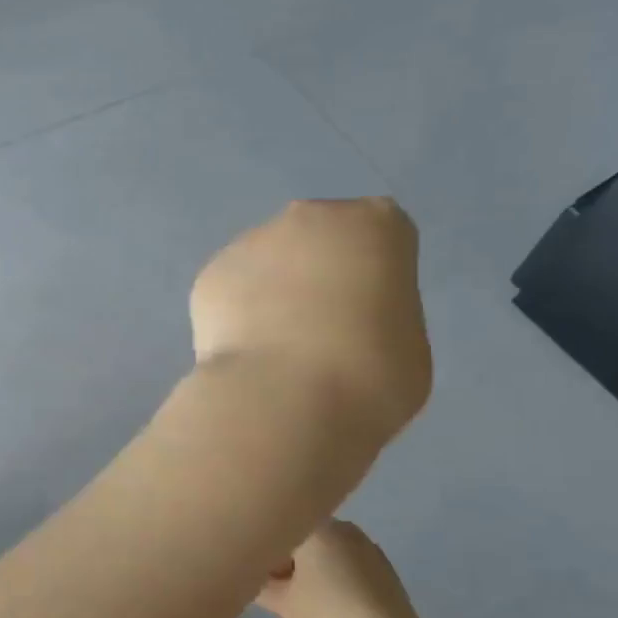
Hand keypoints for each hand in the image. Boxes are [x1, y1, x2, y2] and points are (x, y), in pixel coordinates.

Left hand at [191, 199, 430, 440]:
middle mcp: (309, 219)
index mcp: (375, 225)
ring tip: (275, 352)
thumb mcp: (407, 345)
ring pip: (267, 263)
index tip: (369, 315)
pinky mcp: (209, 275)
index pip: (380, 237)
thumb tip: (347, 322)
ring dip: (271, 293)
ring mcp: (251, 242)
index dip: (373, 278)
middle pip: (317, 239)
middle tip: (320, 331)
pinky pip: (231, 292)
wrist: (283, 398)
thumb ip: (379, 315)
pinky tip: (244, 356)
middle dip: (316, 274)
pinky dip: (235, 316)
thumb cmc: (370, 375)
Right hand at [258, 521, 440, 617]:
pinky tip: (333, 603)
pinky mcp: (382, 565)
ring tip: (304, 599)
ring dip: (309, 567)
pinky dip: (332, 574)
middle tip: (276, 590)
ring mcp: (365, 544)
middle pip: (299, 536)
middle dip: (285, 558)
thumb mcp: (283, 604)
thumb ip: (258, 583)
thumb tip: (247, 573)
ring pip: (323, 548)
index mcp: (316, 528)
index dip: (262, 550)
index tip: (258, 574)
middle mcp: (341, 526)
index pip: (277, 528)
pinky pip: (345, 560)